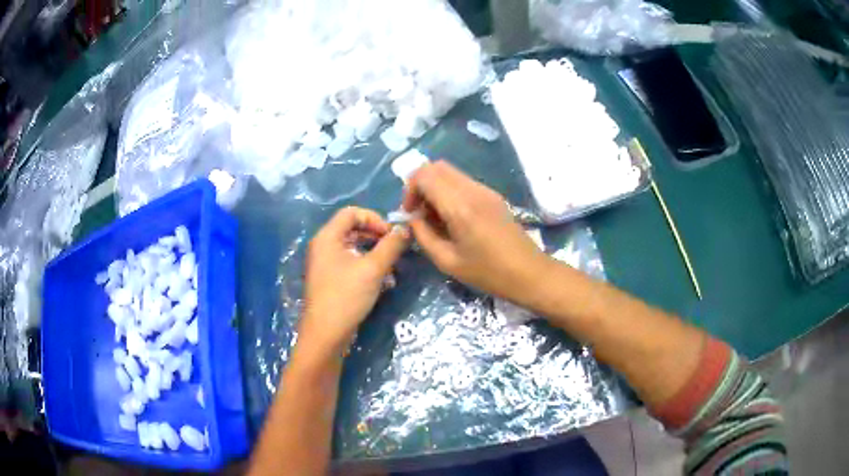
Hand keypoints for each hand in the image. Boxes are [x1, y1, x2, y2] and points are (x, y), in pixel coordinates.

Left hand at [299, 207, 408, 353]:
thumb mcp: (373, 269)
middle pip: (353, 230)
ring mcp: (325, 265)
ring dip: (375, 254)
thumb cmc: (346, 297)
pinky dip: (367, 268)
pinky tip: (383, 283)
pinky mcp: (330, 281)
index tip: (392, 235)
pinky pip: (350, 265)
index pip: (352, 212)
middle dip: (377, 237)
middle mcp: (323, 247)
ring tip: (392, 268)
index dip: (374, 219)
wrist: (325, 335)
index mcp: (327, 237)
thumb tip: (405, 229)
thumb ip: (391, 246)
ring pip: (354, 249)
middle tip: (395, 250)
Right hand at [403, 161, 548, 304]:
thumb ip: (423, 236)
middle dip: (420, 185)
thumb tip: (413, 219)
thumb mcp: (447, 261)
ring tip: (435, 217)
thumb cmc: (488, 273)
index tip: (410, 213)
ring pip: (450, 172)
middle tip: (419, 212)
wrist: (529, 273)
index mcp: (460, 206)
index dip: (409, 190)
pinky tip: (453, 218)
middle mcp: (472, 190)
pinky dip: (450, 192)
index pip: (425, 175)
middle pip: (436, 167)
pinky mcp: (493, 195)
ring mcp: (485, 190)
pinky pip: (463, 182)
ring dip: (435, 188)